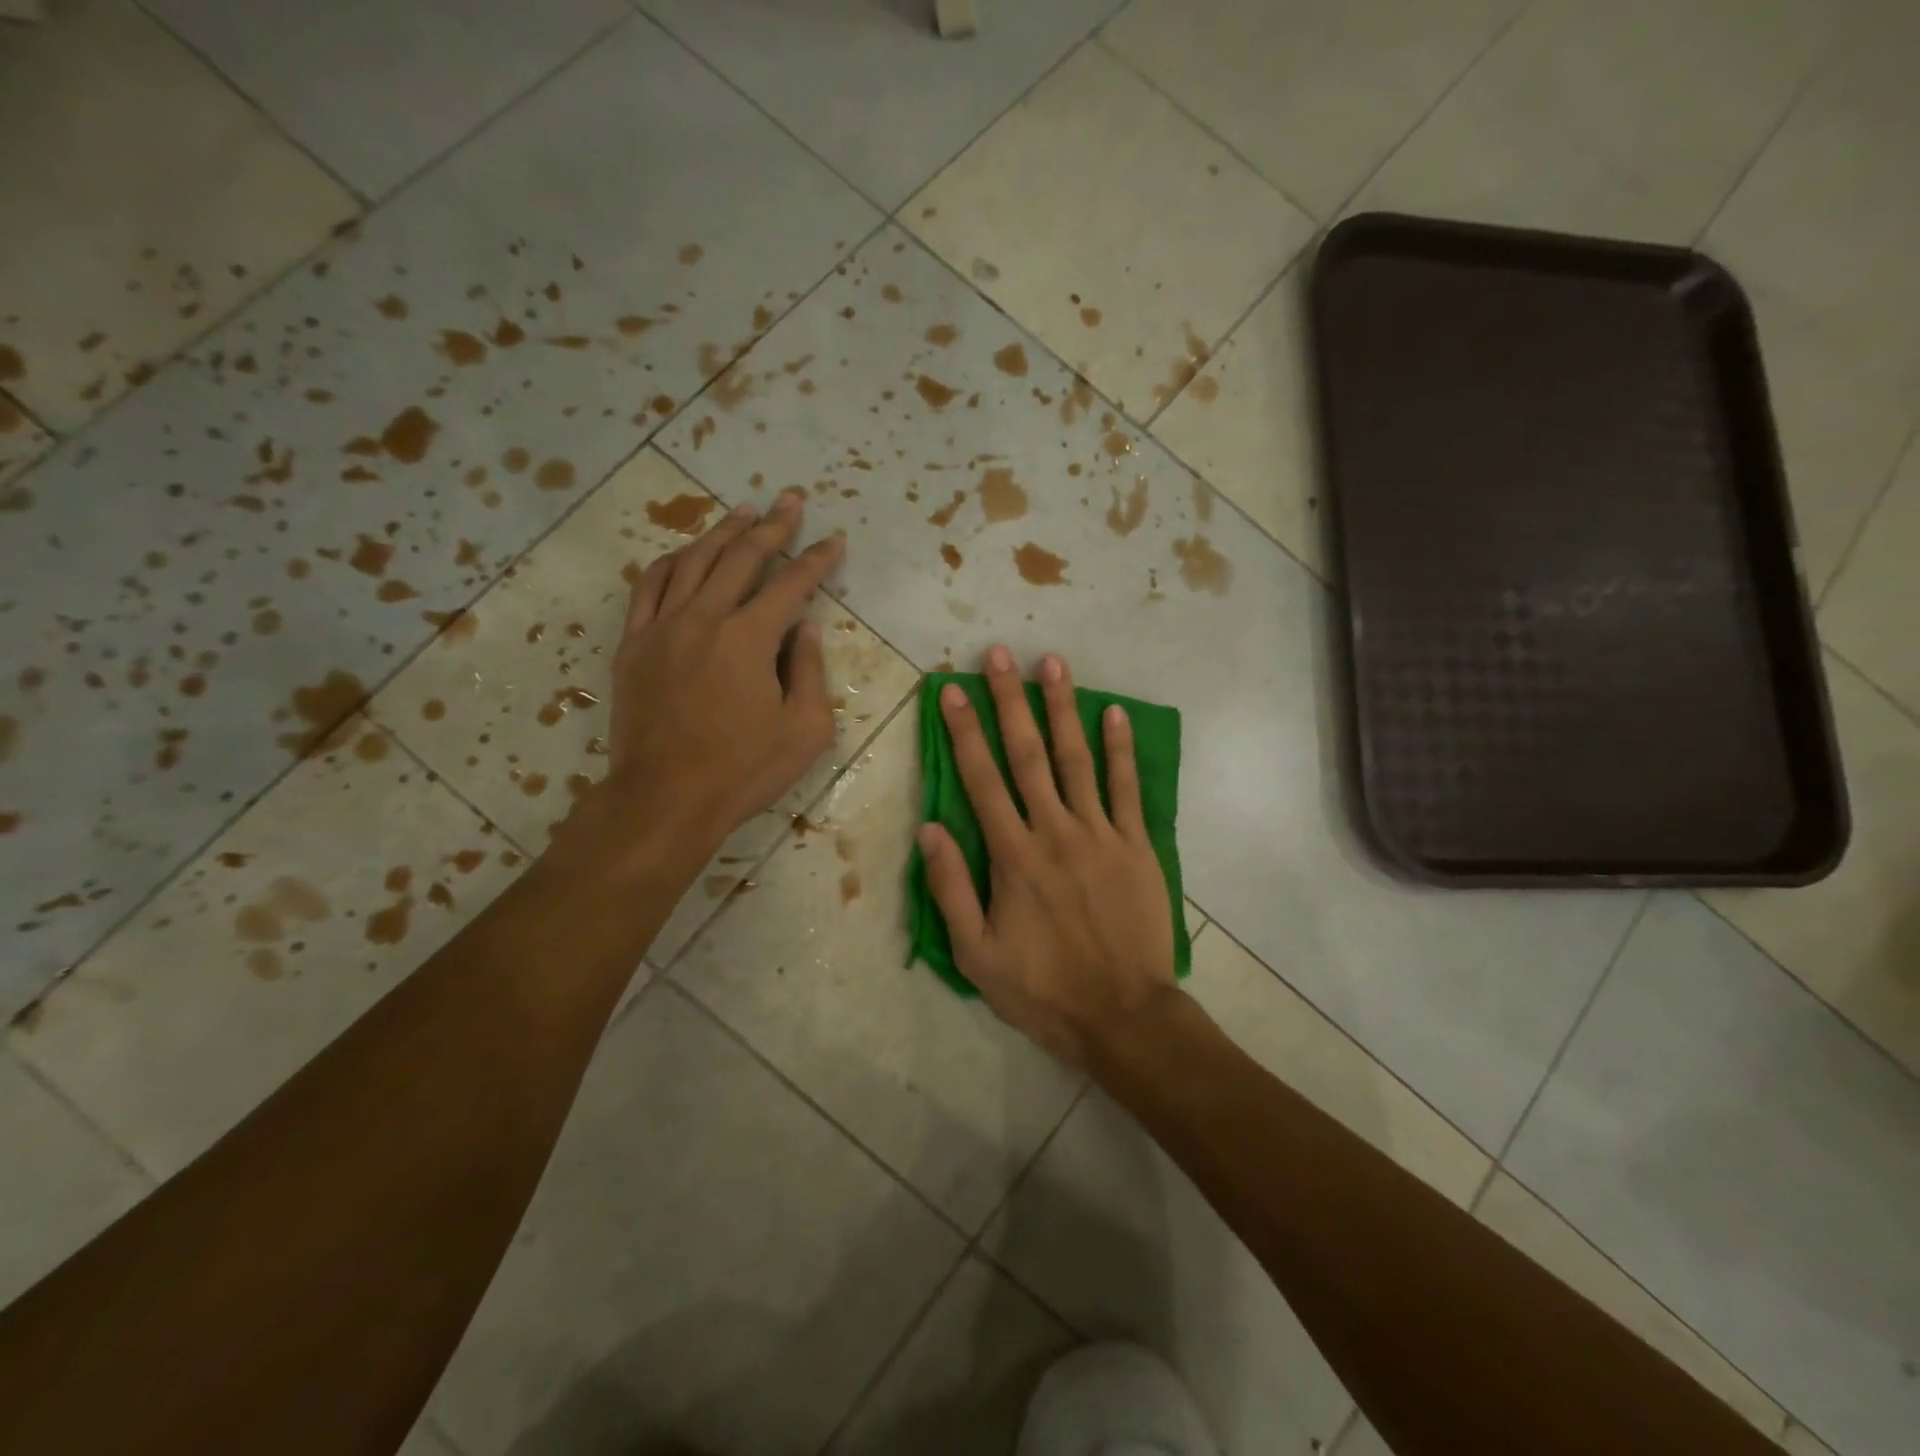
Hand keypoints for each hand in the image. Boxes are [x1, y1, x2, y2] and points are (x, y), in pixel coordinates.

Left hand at [600, 488, 844, 860]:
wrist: (665, 798)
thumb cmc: (743, 770)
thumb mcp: (805, 730)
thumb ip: (809, 672)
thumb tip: (805, 629)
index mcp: (749, 638)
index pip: (791, 584)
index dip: (817, 559)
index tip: (835, 540)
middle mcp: (704, 618)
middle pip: (741, 557)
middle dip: (772, 525)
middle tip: (790, 500)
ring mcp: (662, 627)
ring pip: (693, 561)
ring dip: (722, 533)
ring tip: (744, 513)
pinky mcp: (634, 645)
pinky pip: (649, 587)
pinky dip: (670, 562)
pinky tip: (685, 553)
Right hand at [916, 646, 1178, 1065]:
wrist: (1122, 1015)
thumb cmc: (1043, 989)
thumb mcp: (976, 954)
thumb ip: (950, 889)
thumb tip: (929, 829)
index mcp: (1012, 855)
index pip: (980, 779)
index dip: (963, 731)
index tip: (951, 690)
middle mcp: (1054, 831)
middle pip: (1027, 754)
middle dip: (1010, 701)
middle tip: (1000, 655)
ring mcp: (1100, 834)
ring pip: (1077, 759)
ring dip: (1062, 709)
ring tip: (1054, 664)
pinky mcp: (1136, 846)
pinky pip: (1126, 789)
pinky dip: (1120, 749)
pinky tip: (1114, 714)